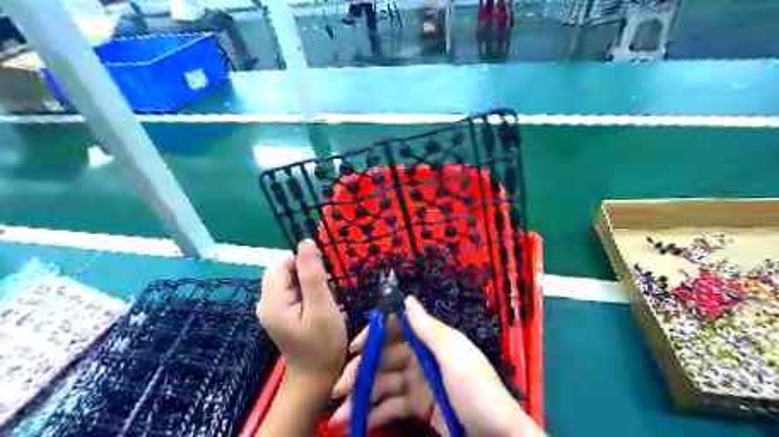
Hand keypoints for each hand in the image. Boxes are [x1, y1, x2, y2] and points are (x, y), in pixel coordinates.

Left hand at [258, 239, 344, 382]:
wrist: (316, 378)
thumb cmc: (323, 344)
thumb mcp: (322, 307)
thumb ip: (313, 274)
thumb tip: (306, 241)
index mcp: (272, 301)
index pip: (283, 263)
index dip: (304, 264)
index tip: (324, 279)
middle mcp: (265, 302)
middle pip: (283, 270)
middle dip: (306, 274)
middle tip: (324, 292)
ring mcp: (270, 309)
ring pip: (288, 279)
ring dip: (307, 283)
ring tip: (322, 301)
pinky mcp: (279, 314)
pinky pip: (290, 291)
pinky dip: (305, 292)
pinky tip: (317, 306)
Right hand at [329, 296, 546, 434]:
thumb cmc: (478, 391)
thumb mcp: (455, 357)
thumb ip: (430, 330)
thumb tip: (407, 299)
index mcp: (431, 341)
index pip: (397, 329)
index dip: (375, 335)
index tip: (355, 348)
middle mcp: (420, 358)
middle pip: (384, 359)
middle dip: (361, 372)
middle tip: (339, 389)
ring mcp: (417, 383)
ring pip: (383, 384)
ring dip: (361, 397)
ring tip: (340, 416)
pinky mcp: (417, 407)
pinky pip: (390, 407)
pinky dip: (374, 414)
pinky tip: (358, 423)